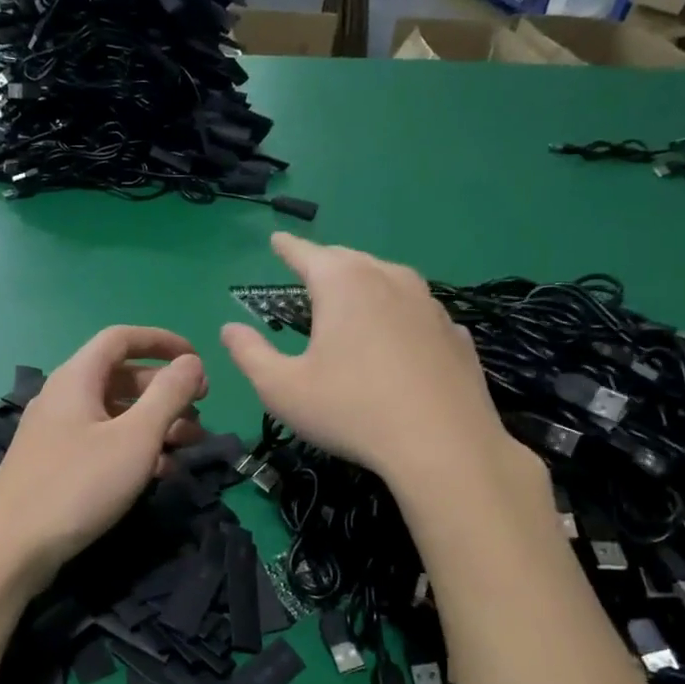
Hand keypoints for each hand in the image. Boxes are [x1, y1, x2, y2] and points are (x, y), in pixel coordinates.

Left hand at [0, 327, 207, 592]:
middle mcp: (63, 396)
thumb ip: (168, 395)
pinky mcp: (55, 463)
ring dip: (154, 423)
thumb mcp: (135, 438)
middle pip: (121, 377)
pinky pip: (101, 440)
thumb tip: (191, 361)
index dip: (162, 342)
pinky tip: (159, 472)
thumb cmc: (79, 485)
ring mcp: (56, 431)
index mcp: (77, 377)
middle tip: (199, 414)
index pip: (122, 338)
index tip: (198, 360)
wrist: (11, 547)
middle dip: (165, 391)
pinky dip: (133, 447)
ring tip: (188, 445)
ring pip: (114, 413)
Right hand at [221, 233, 531, 487]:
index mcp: (343, 284)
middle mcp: (389, 279)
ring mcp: (429, 304)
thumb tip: (229, 329)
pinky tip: (397, 334)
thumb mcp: (282, 388)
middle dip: (326, 261)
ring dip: (365, 281)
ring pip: (389, 279)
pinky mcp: (455, 333)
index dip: (288, 247)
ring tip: (352, 295)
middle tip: (310, 267)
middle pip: (350, 259)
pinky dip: (399, 312)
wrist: (444, 445)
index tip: (277, 238)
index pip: (307, 253)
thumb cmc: (351, 410)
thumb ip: (250, 354)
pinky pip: (417, 311)